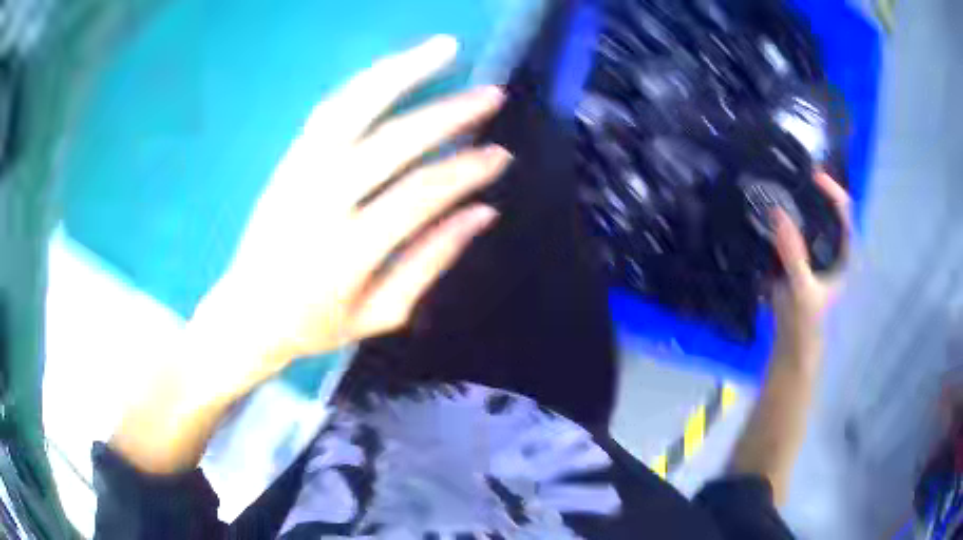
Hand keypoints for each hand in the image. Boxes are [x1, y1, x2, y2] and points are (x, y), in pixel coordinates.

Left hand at [110, 37, 511, 472]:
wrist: (246, 315)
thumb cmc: (315, 326)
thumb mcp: (381, 314)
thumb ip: (432, 262)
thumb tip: (484, 213)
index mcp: (346, 254)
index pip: (420, 196)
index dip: (466, 172)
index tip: (499, 156)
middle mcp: (319, 204)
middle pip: (390, 143)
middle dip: (448, 115)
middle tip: (491, 95)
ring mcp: (297, 175)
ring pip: (352, 108)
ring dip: (400, 72)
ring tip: (442, 47)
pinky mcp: (286, 161)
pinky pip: (327, 111)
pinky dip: (364, 84)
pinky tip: (393, 68)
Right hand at [771, 171, 850, 357]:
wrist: (791, 353)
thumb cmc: (807, 327)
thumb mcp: (802, 290)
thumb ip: (792, 254)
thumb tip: (777, 212)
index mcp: (845, 255)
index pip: (845, 213)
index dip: (833, 190)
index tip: (811, 175)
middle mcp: (833, 250)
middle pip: (827, 211)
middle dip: (811, 192)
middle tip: (789, 175)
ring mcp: (816, 256)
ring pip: (810, 221)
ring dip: (797, 205)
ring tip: (779, 187)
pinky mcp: (800, 264)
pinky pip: (794, 234)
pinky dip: (784, 222)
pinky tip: (770, 215)